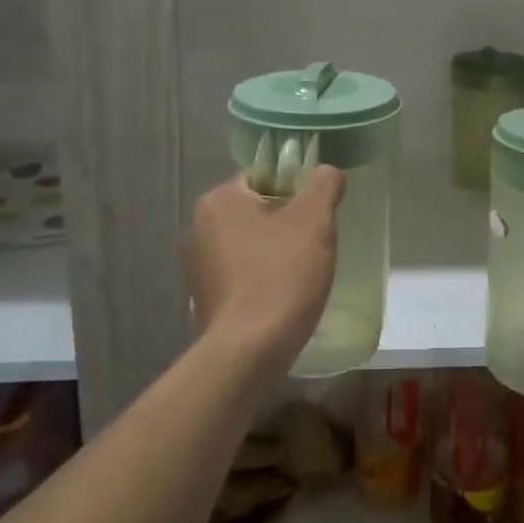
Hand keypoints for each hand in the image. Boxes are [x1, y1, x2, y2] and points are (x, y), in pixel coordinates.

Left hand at [184, 166, 344, 368]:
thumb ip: (324, 184)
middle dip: (286, 222)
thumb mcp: (314, 220)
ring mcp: (196, 265)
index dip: (296, 189)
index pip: (264, 176)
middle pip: (256, 209)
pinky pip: (239, 273)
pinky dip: (260, 276)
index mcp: (219, 200)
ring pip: (248, 243)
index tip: (318, 213)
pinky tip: (281, 295)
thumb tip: (327, 171)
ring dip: (273, 250)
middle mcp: (198, 226)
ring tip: (301, 272)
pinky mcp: (202, 297)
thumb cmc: (281, 276)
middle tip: (315, 242)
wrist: (249, 350)